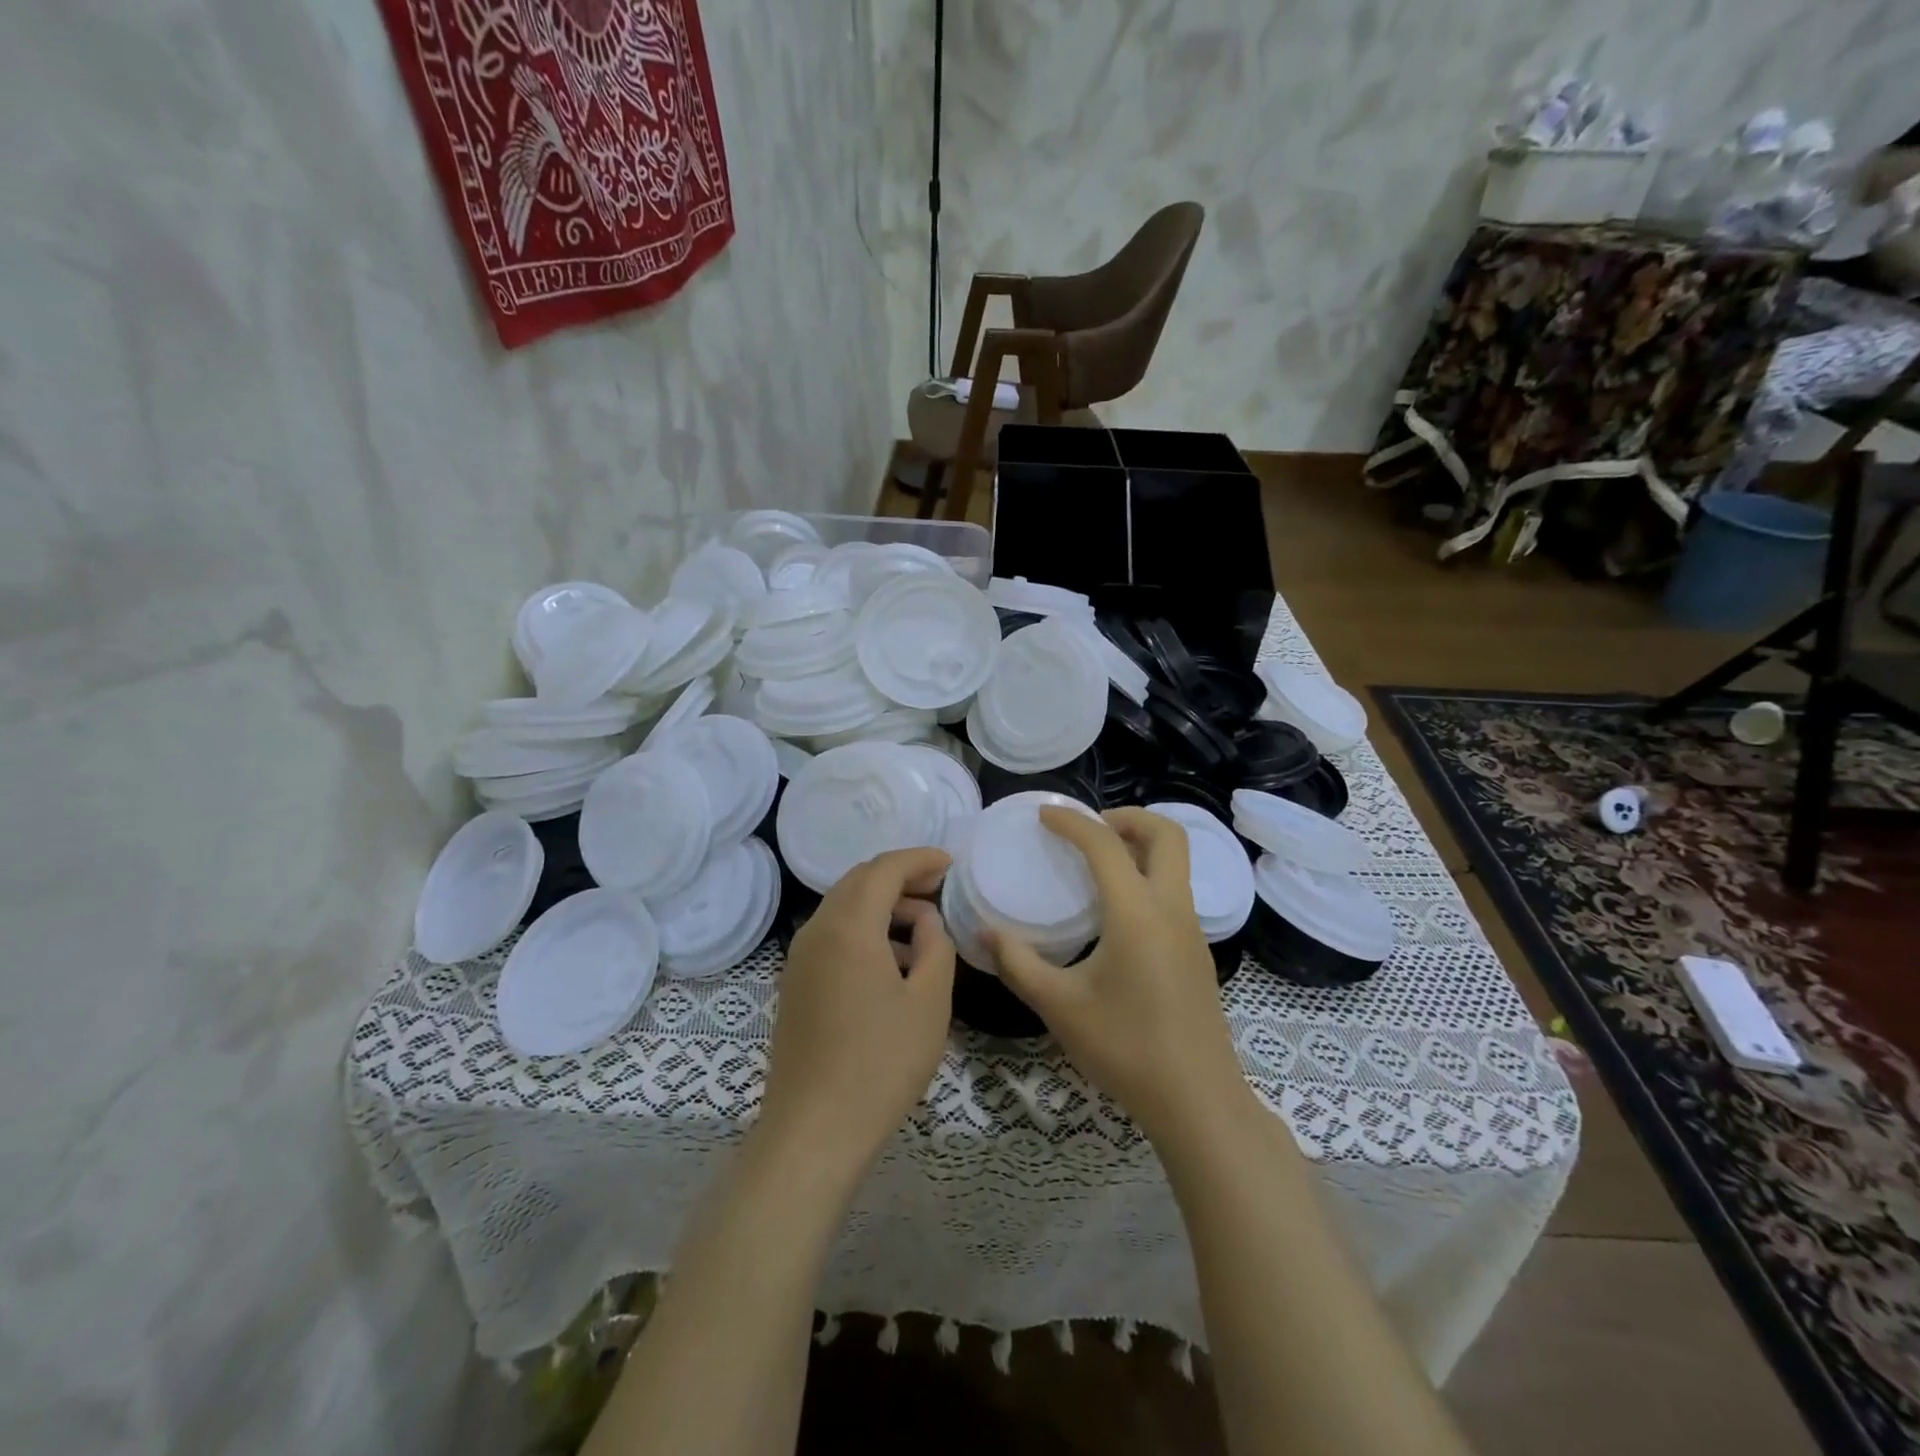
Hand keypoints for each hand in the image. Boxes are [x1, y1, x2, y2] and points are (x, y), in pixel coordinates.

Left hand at [760, 847, 955, 1172]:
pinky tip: (892, 961)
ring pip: (843, 907)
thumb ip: (936, 946)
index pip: (884, 869)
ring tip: (923, 930)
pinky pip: (832, 935)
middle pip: (859, 881)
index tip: (951, 864)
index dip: (920, 859)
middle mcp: (816, 930)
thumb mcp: (930, 1002)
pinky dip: (864, 929)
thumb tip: (926, 920)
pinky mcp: (795, 983)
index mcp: (848, 927)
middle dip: (901, 877)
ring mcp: (799, 958)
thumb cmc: (881, 1063)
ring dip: (882, 905)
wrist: (814, 1131)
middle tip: (940, 890)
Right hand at [989, 808, 1251, 1140]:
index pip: (1105, 845)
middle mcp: (1171, 909)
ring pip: (1177, 861)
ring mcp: (1192, 930)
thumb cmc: (1126, 1049)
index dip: (1071, 822)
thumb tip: (984, 932)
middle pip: (1167, 834)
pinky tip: (1115, 910)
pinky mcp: (1197, 951)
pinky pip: (1175, 890)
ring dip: (1141, 844)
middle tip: (1087, 828)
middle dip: (1127, 817)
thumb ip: (1017, 963)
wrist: (1197, 1101)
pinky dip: (1148, 874)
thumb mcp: (1059, 1006)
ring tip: (1097, 861)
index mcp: (1137, 913)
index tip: (1043, 815)